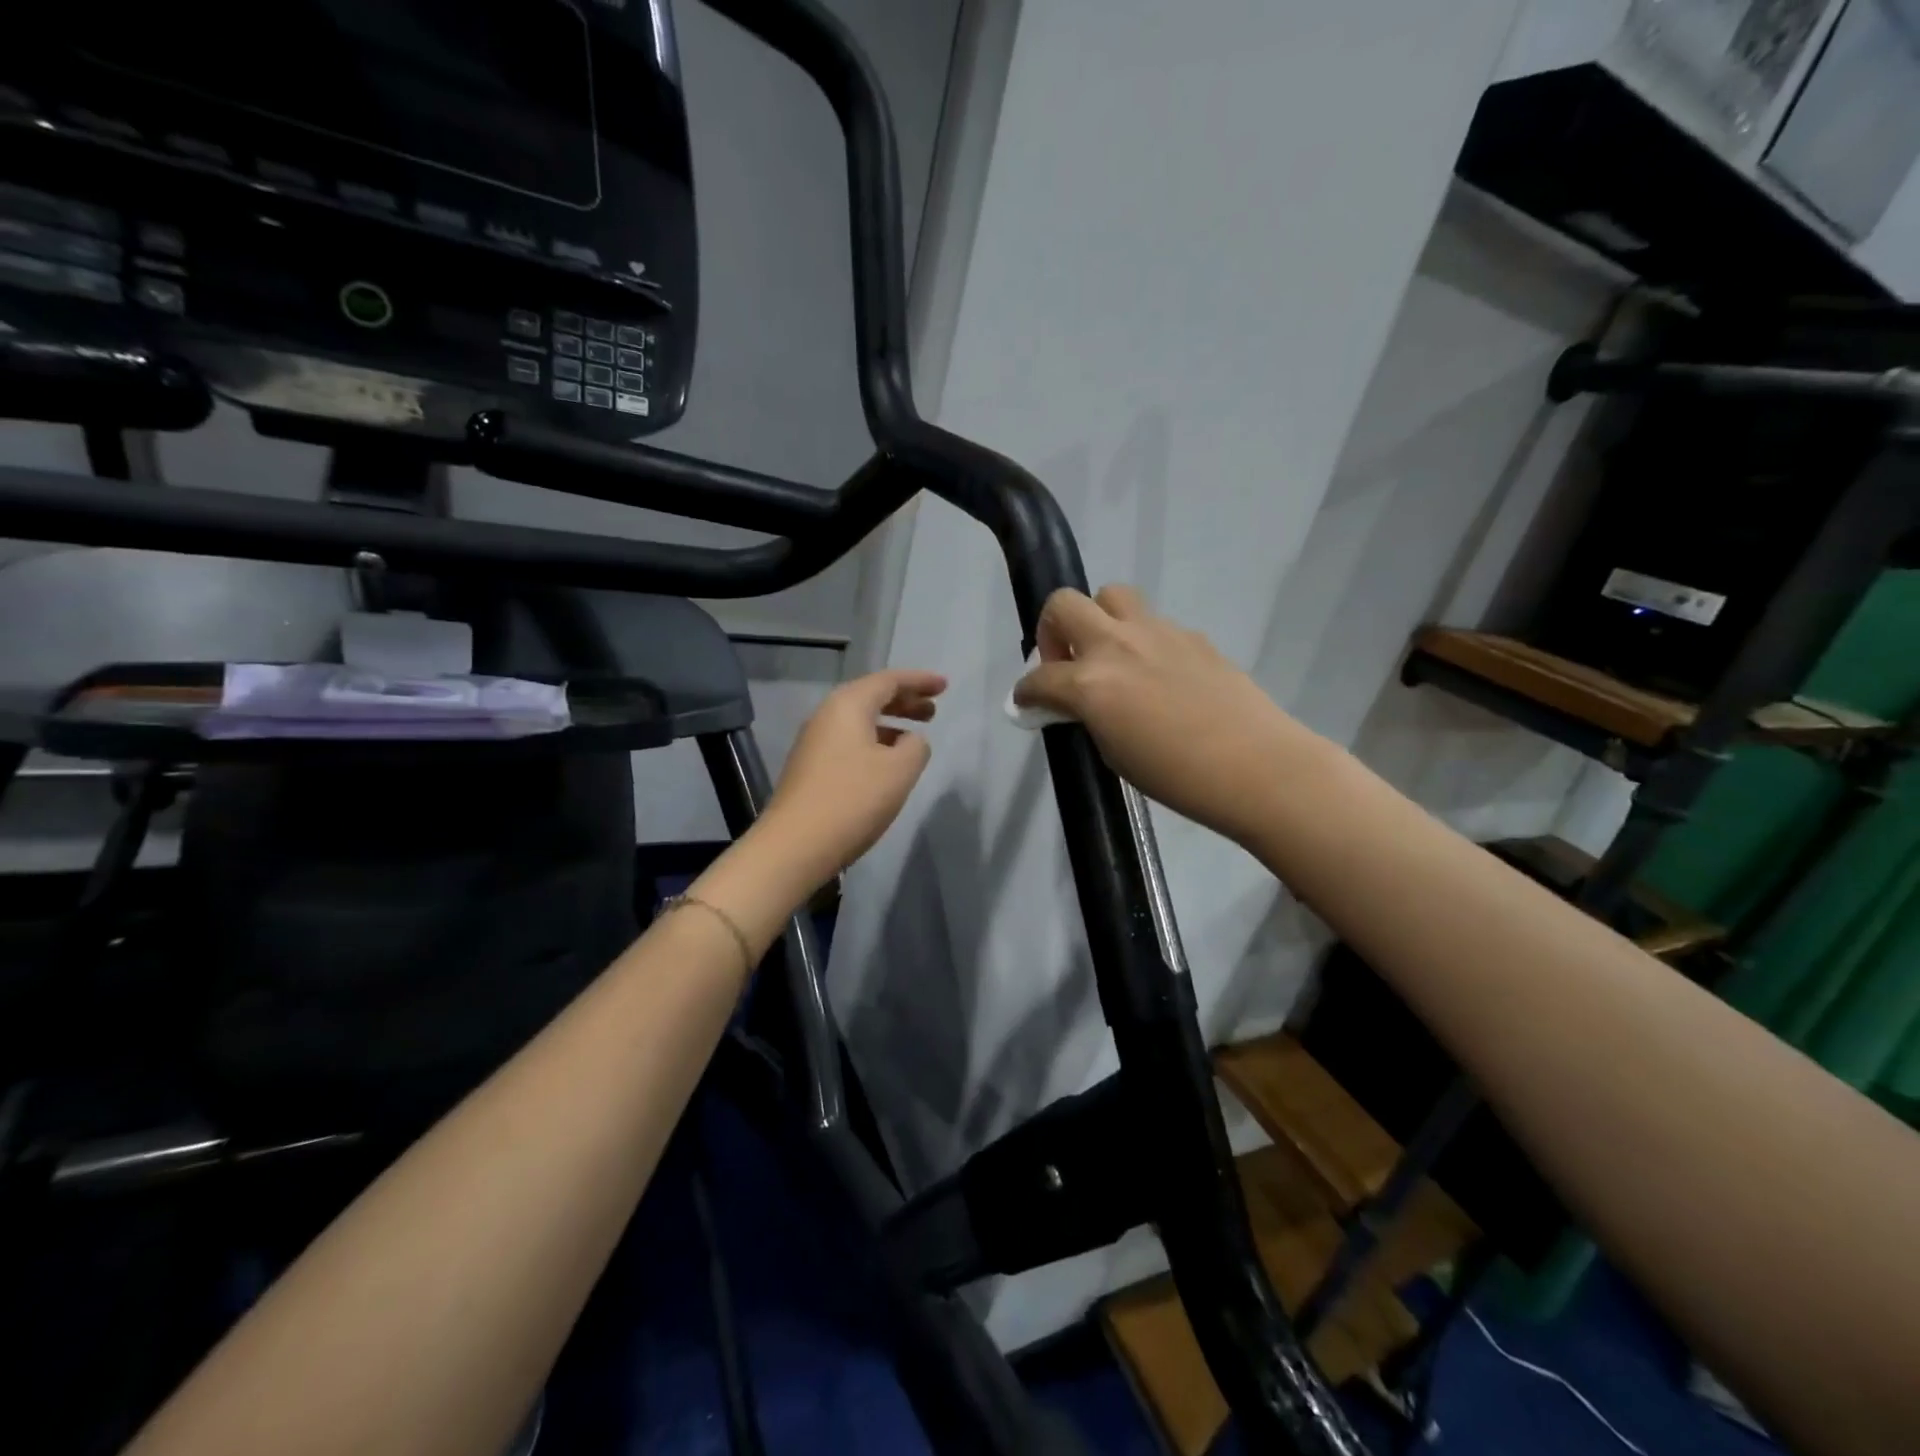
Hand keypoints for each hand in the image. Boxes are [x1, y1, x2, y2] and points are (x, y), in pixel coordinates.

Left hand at [761, 668, 945, 887]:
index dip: (919, 681)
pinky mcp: (811, 769)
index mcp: (848, 706)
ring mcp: (814, 743)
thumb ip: (916, 747)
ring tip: (916, 736)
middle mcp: (826, 716)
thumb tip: (910, 740)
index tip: (945, 686)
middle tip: (933, 710)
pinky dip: (875, 742)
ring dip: (891, 723)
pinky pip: (850, 741)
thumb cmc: (852, 800)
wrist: (794, 846)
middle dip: (905, 700)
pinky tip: (887, 763)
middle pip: (871, 697)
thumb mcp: (899, 771)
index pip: (888, 680)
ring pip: (860, 721)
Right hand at [1014, 586, 1317, 845]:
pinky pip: (1153, 623)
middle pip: (1064, 604)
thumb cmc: (1176, 776)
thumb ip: (1087, 716)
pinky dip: (1142, 640)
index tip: (1027, 702)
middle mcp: (1116, 645)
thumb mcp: (1112, 752)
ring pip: (1111, 595)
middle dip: (1051, 629)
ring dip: (1099, 618)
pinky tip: (1159, 674)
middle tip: (1065, 661)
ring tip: (1110, 654)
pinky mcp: (1191, 635)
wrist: (1256, 765)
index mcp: (1090, 682)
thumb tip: (1076, 704)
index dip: (1025, 691)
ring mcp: (1157, 632)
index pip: (1038, 676)